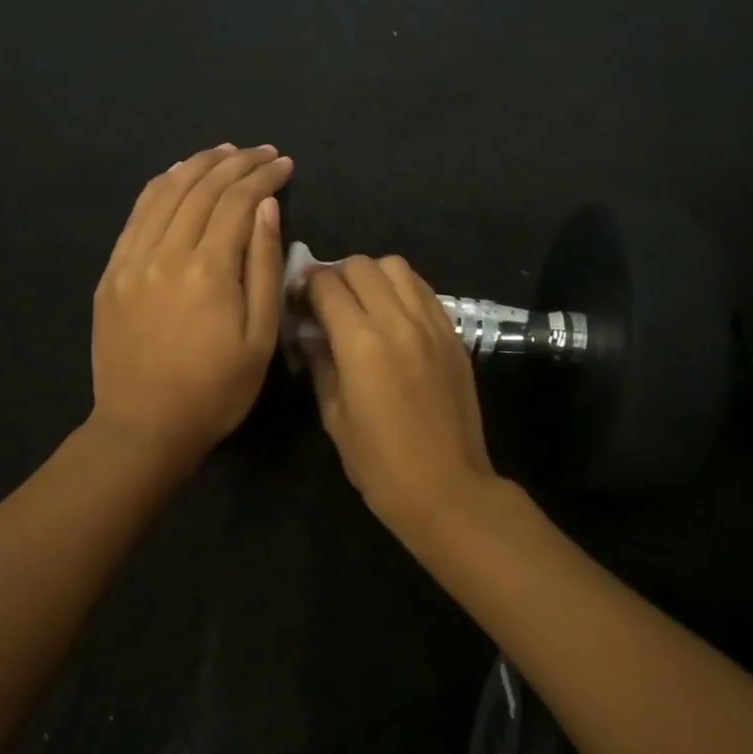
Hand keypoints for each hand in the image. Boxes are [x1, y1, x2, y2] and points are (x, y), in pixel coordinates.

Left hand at [90, 143, 293, 469]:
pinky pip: (137, 214)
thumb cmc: (215, 392)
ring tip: (224, 152)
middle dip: (236, 163)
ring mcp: (132, 259)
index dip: (264, 177)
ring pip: (166, 192)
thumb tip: (267, 208)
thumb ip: (264, 268)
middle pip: (202, 188)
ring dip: (198, 165)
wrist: (143, 427)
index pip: (238, 202)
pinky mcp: (112, 272)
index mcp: (209, 270)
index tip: (285, 164)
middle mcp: (166, 252)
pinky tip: (176, 175)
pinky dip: (160, 186)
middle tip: (262, 152)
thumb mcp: (259, 339)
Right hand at [306, 256, 498, 536]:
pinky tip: (393, 315)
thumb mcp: (334, 416)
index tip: (298, 300)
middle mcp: (398, 321)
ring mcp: (432, 325)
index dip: (306, 285)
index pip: (327, 285)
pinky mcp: (453, 334)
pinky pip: (424, 291)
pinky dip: (402, 290)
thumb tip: (312, 333)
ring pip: (397, 267)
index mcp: (361, 343)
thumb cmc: (379, 463)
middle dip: (336, 275)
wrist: (446, 487)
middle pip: (361, 266)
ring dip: (372, 276)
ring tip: (362, 303)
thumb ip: (321, 364)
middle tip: (326, 301)